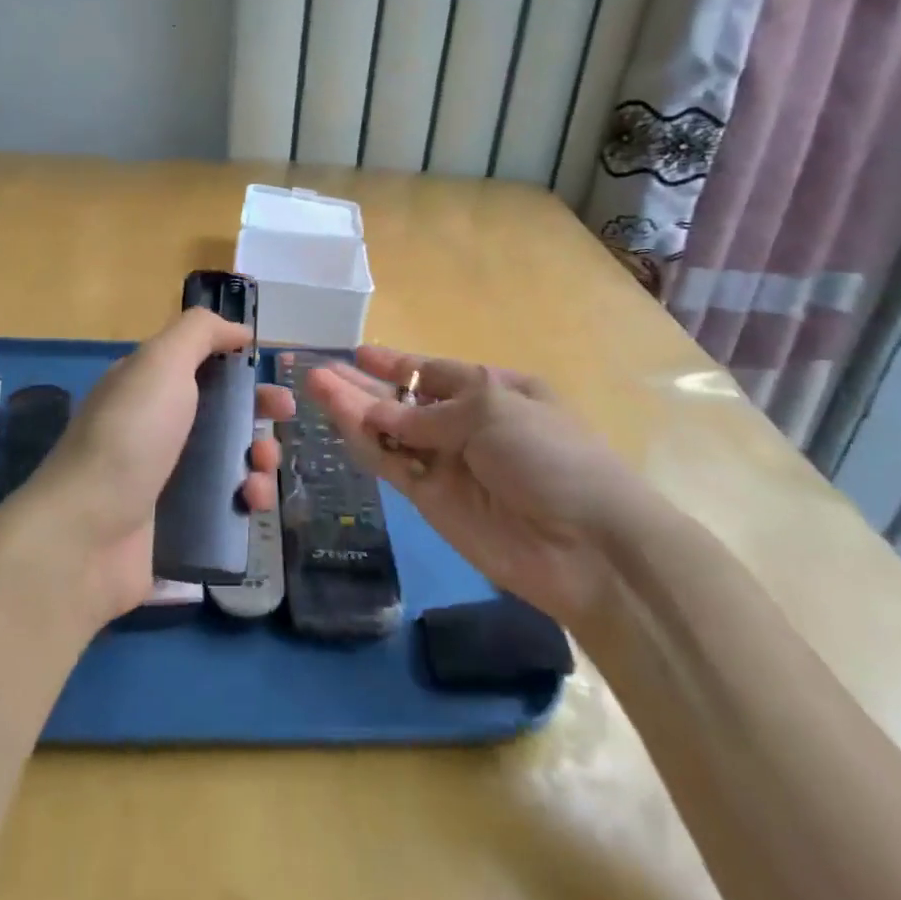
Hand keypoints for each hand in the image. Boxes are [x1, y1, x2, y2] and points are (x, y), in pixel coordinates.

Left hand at [17, 309, 291, 623]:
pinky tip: (252, 503)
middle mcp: (157, 428)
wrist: (86, 535)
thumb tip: (239, 329)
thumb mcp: (161, 363)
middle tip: (284, 419)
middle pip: (223, 413)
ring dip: (260, 460)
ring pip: (231, 460)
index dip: (238, 366)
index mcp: (149, 387)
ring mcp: (166, 479)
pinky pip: (226, 506)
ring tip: (262, 471)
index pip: (202, 366)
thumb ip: (200, 333)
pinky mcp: (179, 525)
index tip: (269, 373)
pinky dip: (247, 501)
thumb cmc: (129, 437)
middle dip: (259, 412)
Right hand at [306, 347, 652, 627]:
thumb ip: (427, 413)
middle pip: (405, 400)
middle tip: (319, 369)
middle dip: (364, 384)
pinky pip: (390, 464)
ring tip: (314, 384)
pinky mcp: (430, 501)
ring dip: (353, 409)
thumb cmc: (549, 455)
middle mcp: (466, 425)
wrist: (586, 546)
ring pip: (389, 430)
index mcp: (494, 392)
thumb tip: (378, 414)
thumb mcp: (492, 410)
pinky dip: (364, 443)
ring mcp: (446, 464)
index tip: (359, 353)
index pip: (435, 372)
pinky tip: (336, 420)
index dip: (397, 364)